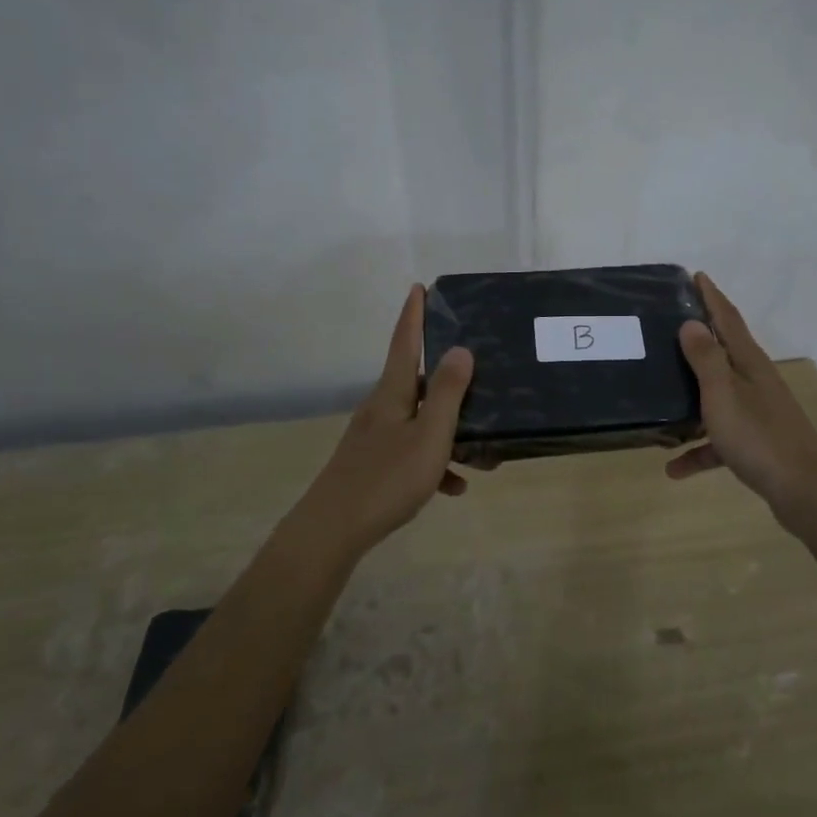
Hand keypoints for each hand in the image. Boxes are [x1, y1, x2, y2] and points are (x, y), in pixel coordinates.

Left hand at [290, 285, 474, 555]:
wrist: (333, 529)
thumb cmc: (387, 478)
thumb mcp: (430, 435)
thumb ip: (448, 393)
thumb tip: (460, 349)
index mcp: (393, 393)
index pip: (405, 341)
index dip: (414, 314)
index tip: (419, 287)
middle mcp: (382, 408)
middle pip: (417, 381)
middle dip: (448, 378)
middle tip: (477, 373)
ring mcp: (375, 437)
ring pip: (420, 421)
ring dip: (450, 431)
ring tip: (483, 454)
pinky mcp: (373, 464)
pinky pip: (412, 453)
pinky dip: (435, 463)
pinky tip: (454, 487)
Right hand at [666, 273, 816, 522]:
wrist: (805, 491)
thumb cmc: (759, 437)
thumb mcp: (723, 394)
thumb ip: (706, 358)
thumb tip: (691, 322)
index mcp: (749, 363)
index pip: (728, 319)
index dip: (712, 296)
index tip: (696, 276)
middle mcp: (756, 381)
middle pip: (724, 352)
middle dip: (699, 339)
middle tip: (668, 326)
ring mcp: (758, 413)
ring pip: (718, 397)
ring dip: (692, 398)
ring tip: (660, 397)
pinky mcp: (756, 443)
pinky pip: (719, 440)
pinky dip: (699, 450)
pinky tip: (674, 469)